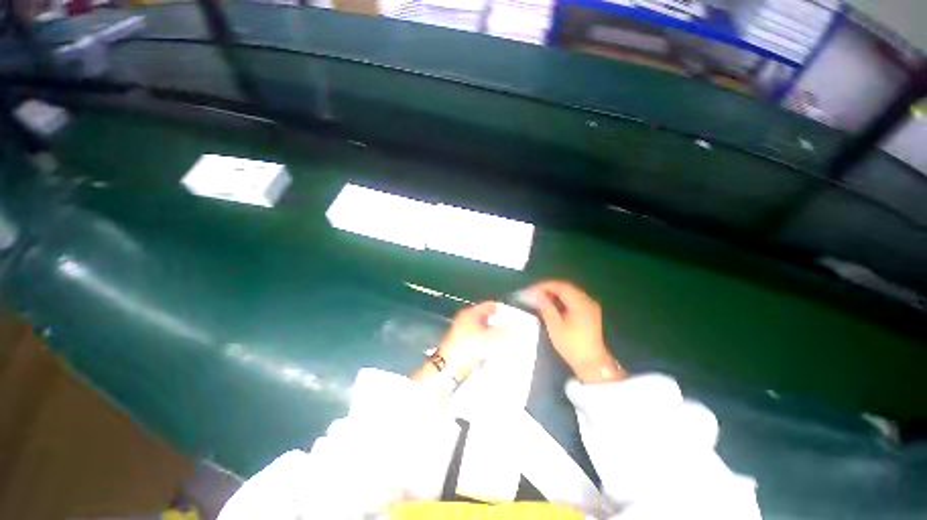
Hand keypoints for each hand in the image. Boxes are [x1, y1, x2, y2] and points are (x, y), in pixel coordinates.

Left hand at [434, 301, 507, 381]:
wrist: (450, 367)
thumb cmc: (465, 348)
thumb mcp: (489, 338)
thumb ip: (503, 329)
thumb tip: (512, 323)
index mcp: (470, 313)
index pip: (489, 305)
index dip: (501, 309)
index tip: (511, 314)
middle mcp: (465, 319)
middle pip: (486, 316)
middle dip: (498, 322)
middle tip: (509, 327)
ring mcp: (463, 331)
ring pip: (483, 328)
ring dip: (493, 332)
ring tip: (503, 338)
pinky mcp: (463, 342)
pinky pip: (479, 337)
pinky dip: (486, 340)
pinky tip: (493, 347)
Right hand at [527, 280, 624, 382]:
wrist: (592, 363)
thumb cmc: (572, 345)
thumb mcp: (555, 326)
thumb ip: (545, 307)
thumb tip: (534, 293)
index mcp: (580, 303)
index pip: (560, 286)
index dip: (545, 285)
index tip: (531, 289)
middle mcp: (587, 301)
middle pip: (566, 287)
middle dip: (549, 288)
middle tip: (534, 292)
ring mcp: (590, 306)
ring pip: (570, 292)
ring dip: (555, 293)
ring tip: (541, 298)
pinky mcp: (590, 312)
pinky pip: (574, 299)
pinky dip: (562, 299)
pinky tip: (553, 304)